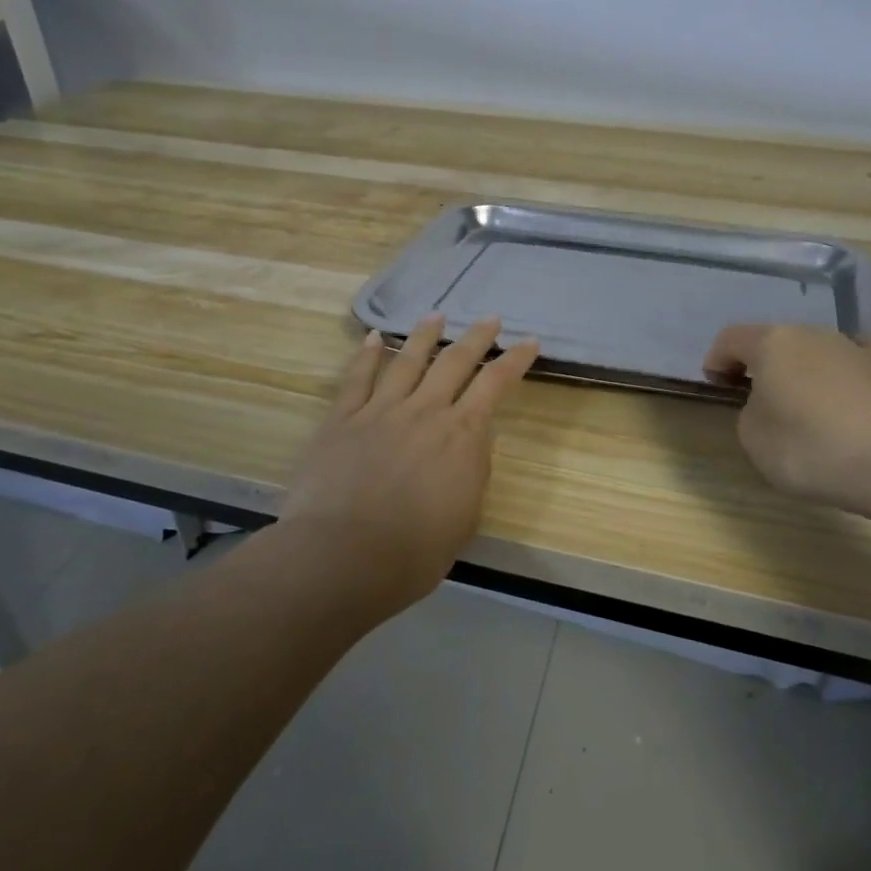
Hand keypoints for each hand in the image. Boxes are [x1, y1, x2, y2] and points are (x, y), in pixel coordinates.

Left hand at [282, 314, 538, 613]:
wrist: (344, 556)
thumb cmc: (414, 551)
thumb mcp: (465, 516)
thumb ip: (471, 471)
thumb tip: (471, 443)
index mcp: (462, 435)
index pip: (495, 384)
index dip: (515, 359)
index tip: (529, 341)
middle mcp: (425, 410)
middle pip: (455, 360)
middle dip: (476, 336)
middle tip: (490, 318)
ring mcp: (380, 410)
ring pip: (407, 360)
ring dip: (425, 334)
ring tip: (436, 314)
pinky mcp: (342, 419)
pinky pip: (356, 378)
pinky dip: (366, 354)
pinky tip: (373, 337)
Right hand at [703, 323, 870, 519]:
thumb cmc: (813, 449)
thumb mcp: (754, 440)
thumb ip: (750, 413)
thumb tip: (768, 405)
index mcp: (773, 344)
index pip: (732, 338)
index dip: (717, 359)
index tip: (715, 383)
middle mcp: (814, 334)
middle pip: (777, 341)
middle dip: (762, 364)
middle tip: (756, 397)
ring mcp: (858, 347)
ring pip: (819, 349)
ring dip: (805, 370)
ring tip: (806, 405)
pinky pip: (862, 360)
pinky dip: (850, 371)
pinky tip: (853, 388)